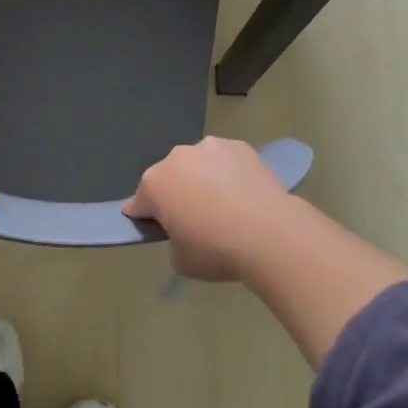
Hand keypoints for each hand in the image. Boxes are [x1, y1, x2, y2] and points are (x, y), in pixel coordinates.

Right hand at [124, 137, 297, 282]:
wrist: (268, 233)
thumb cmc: (216, 250)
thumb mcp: (181, 261)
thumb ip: (173, 241)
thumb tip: (182, 232)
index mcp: (155, 184)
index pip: (139, 202)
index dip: (145, 216)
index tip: (155, 227)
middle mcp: (177, 158)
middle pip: (169, 176)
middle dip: (176, 193)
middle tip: (194, 219)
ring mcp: (209, 147)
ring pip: (198, 163)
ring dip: (202, 178)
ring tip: (224, 204)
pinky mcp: (239, 146)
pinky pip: (226, 160)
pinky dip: (229, 172)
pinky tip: (243, 193)